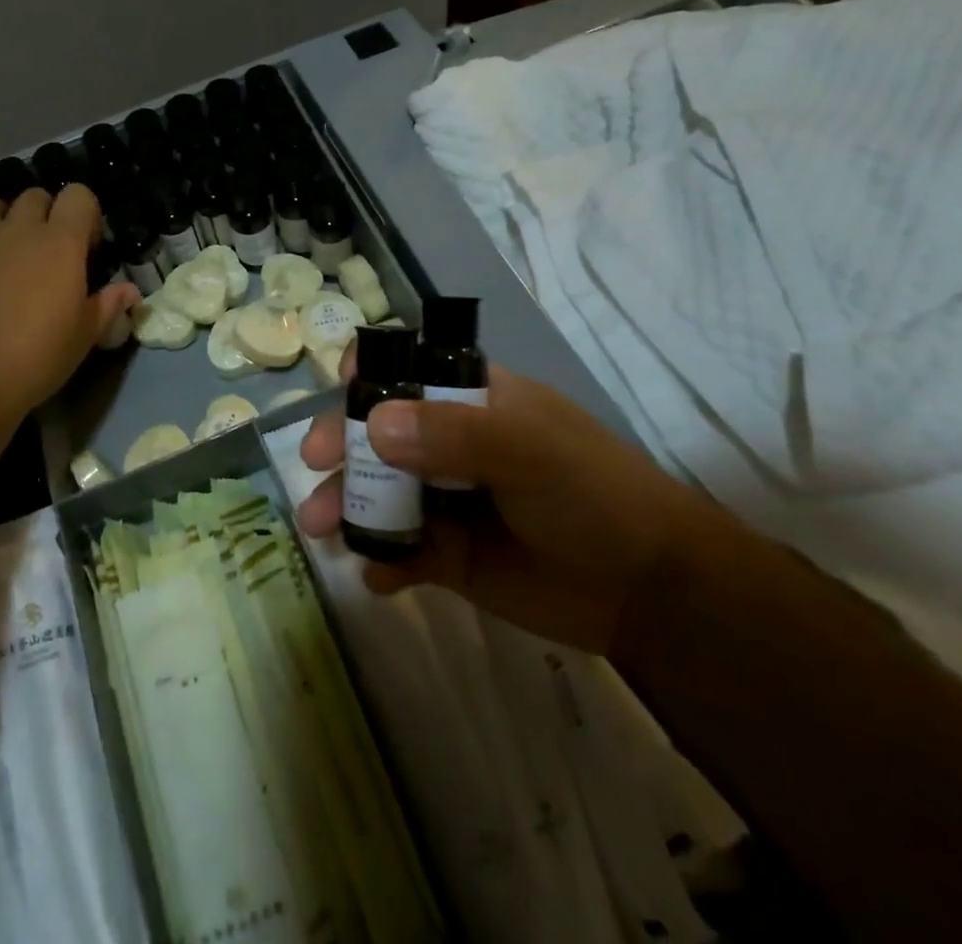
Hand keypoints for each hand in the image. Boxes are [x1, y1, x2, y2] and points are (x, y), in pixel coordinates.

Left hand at [0, 185, 138, 423]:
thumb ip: (107, 306)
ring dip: (5, 217)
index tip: (88, 246)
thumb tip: (130, 292)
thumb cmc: (36, 356)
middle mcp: (19, 232)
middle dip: (47, 212)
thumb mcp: (83, 337)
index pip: (78, 195)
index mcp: (60, 243)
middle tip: (52, 249)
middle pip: (35, 195)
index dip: (87, 213)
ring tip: (12, 250)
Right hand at [298, 354, 716, 653]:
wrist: (646, 591)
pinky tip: (376, 576)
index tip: (343, 384)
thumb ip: (453, 435)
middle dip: (341, 442)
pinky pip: (399, 550)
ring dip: (347, 504)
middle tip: (315, 464)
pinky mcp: (447, 554)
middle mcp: (449, 442)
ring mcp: (445, 498)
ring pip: (378, 491)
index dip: (372, 371)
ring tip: (322, 529)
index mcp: (470, 400)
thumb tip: (372, 424)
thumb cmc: (592, 493)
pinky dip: (380, 560)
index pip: (409, 369)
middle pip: (377, 431)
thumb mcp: (529, 451)